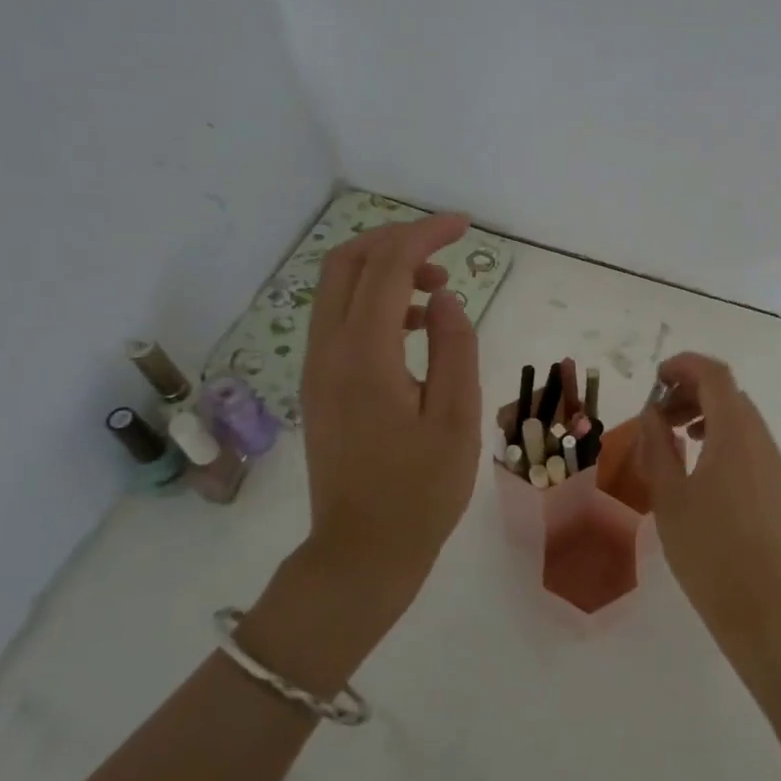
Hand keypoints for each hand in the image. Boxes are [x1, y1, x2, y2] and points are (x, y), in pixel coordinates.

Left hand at [242, 213, 481, 688]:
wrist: (361, 554)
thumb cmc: (420, 493)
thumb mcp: (457, 419)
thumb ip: (454, 348)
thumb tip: (444, 296)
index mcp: (364, 357)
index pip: (386, 268)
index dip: (424, 235)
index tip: (464, 226)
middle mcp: (328, 353)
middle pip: (346, 264)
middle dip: (395, 241)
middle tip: (445, 247)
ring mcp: (317, 370)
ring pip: (338, 290)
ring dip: (385, 271)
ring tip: (438, 289)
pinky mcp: (319, 387)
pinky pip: (339, 321)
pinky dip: (375, 302)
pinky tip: (416, 327)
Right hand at [637, 353, 780, 662]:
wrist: (758, 603)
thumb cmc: (706, 548)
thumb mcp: (669, 495)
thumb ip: (657, 446)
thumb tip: (652, 414)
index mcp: (734, 433)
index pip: (714, 375)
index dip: (684, 366)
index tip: (656, 378)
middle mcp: (759, 438)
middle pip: (727, 392)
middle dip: (690, 391)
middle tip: (657, 413)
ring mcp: (772, 461)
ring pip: (739, 415)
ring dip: (705, 412)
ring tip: (674, 435)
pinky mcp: (774, 482)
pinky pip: (747, 439)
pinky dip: (720, 434)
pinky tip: (698, 462)